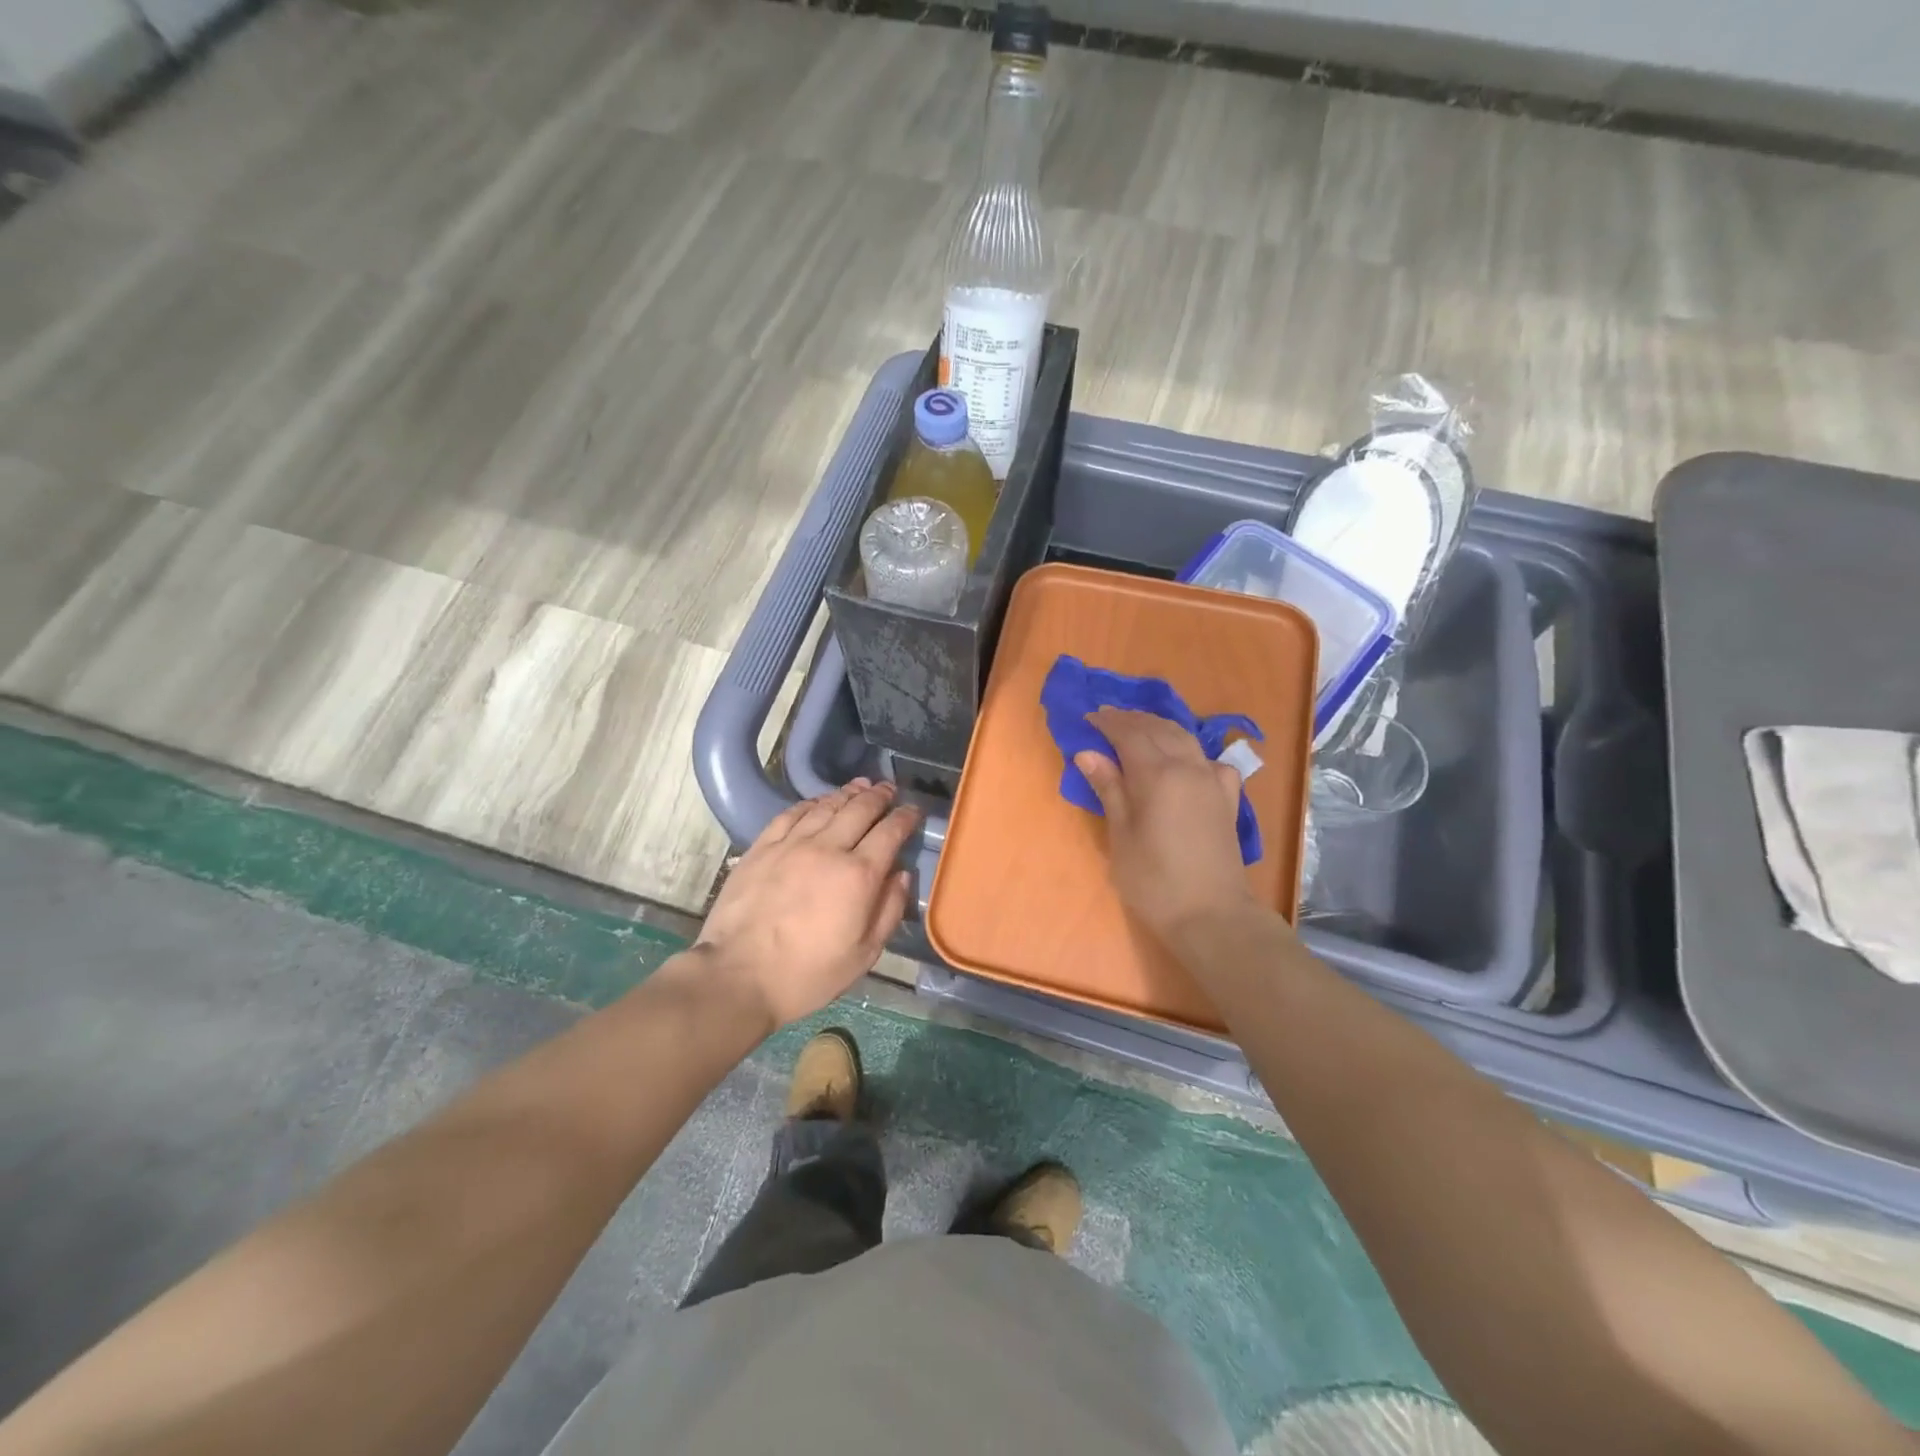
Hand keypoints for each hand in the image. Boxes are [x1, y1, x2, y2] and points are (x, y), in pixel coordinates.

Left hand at [696, 780, 919, 1028]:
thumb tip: (902, 875)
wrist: (738, 976)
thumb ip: (889, 910)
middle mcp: (828, 848)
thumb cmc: (808, 974)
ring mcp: (792, 844)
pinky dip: (811, 803)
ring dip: (848, 793)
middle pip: (860, 810)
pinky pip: (791, 814)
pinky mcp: (762, 847)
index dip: (905, 817)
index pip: (890, 832)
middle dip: (880, 796)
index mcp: (859, 875)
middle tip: (889, 789)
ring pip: (827, 806)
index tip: (913, 810)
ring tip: (861, 785)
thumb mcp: (864, 954)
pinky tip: (818, 802)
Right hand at [1075, 708, 1253, 942]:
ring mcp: (1212, 781)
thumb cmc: (1154, 881)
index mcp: (1158, 775)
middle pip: (1158, 729)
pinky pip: (1209, 760)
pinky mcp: (1227, 799)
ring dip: (1159, 727)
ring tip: (1138, 728)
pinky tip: (1186, 761)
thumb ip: (1109, 789)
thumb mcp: (1121, 836)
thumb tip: (1088, 753)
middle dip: (1131, 719)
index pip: (1129, 734)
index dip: (1108, 723)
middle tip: (1107, 718)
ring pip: (1185, 738)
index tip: (1088, 717)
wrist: (1212, 915)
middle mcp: (1188, 767)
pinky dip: (1191, 751)